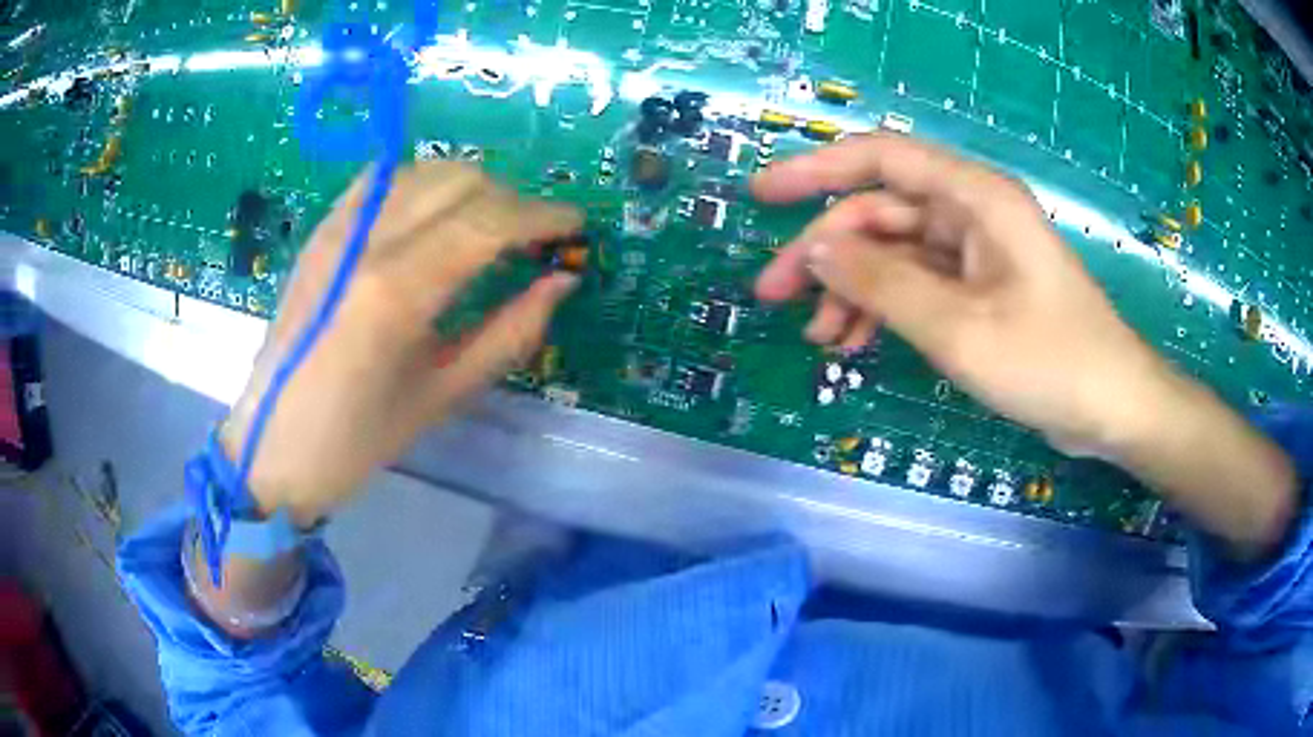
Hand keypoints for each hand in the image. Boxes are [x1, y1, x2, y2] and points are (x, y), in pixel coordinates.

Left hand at [222, 162, 581, 525]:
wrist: (272, 445)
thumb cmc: (359, 440)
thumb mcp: (443, 396)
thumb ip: (509, 333)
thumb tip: (562, 282)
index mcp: (395, 294)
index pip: (487, 221)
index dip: (543, 216)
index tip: (575, 227)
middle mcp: (365, 243)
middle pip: (461, 182)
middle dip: (512, 201)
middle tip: (534, 238)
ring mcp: (337, 229)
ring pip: (424, 170)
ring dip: (471, 187)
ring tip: (490, 226)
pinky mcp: (322, 231)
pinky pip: (384, 180)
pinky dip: (424, 184)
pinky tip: (436, 214)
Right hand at [753, 133, 1172, 454]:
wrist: (1112, 408)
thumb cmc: (1050, 361)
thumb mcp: (959, 328)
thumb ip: (883, 283)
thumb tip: (815, 248)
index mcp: (974, 197)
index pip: (881, 159)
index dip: (816, 169)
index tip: (762, 196)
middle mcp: (971, 212)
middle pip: (880, 212)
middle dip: (825, 252)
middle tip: (772, 296)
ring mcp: (975, 253)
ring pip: (894, 253)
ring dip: (851, 288)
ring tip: (819, 338)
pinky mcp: (979, 289)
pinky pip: (917, 284)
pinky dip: (883, 309)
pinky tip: (856, 343)